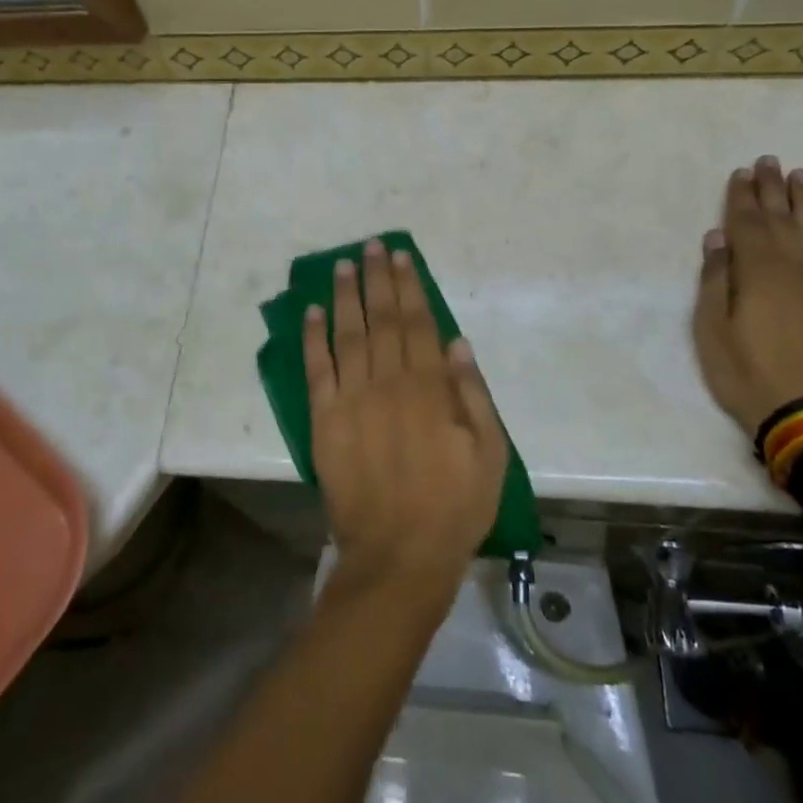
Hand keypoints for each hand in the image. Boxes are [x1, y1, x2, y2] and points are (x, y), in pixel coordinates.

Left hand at [303, 240, 507, 598]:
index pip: (417, 323)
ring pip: (348, 334)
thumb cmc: (454, 506)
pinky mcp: (325, 420)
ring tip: (342, 265)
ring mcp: (352, 399)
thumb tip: (457, 341)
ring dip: (345, 296)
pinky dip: (314, 338)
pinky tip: (313, 311)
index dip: (408, 287)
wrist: (399, 555)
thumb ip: (473, 394)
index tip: (399, 257)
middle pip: (382, 319)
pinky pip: (317, 370)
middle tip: (369, 247)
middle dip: (376, 280)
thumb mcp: (489, 453)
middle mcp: (389, 382)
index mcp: (430, 388)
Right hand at [693, 156, 802, 438]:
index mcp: (758, 271)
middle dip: (772, 189)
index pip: (746, 223)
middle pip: (782, 218)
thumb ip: (716, 281)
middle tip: (770, 161)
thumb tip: (718, 238)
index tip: (741, 172)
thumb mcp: (713, 331)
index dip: (741, 196)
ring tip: (801, 176)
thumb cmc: (751, 376)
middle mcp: (797, 266)